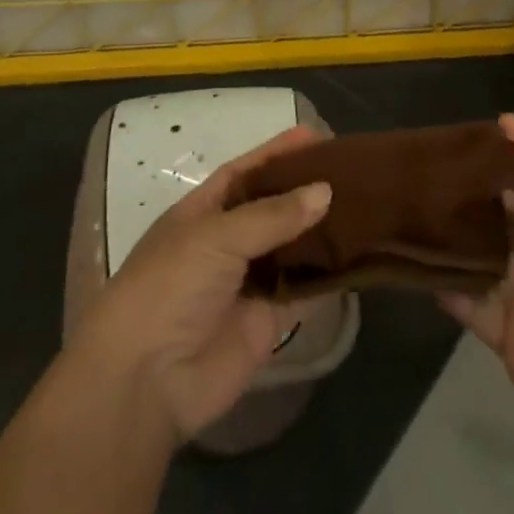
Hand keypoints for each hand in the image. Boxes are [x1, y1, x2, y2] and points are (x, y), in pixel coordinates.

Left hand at [69, 124, 332, 445]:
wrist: (148, 379)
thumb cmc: (170, 286)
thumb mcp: (216, 236)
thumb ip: (272, 215)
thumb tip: (325, 191)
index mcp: (202, 212)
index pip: (244, 172)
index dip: (276, 153)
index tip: (315, 135)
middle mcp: (226, 242)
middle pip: (272, 208)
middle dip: (305, 188)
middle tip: (352, 170)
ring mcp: (247, 281)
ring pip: (291, 246)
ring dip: (321, 228)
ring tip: (365, 204)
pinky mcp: (267, 320)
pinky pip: (303, 289)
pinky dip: (328, 273)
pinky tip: (360, 252)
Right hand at [442, 115, 513, 505]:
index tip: (501, 119)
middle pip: (513, 209)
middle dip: (486, 182)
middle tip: (444, 156)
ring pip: (486, 248)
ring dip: (461, 226)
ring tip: (422, 197)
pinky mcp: (508, 336)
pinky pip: (470, 302)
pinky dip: (445, 284)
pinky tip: (416, 264)